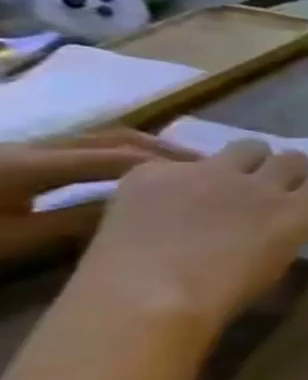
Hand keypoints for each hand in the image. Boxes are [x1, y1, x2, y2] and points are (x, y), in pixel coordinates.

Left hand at [0, 129, 193, 273]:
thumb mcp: (18, 240)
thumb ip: (78, 223)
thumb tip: (143, 213)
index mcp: (32, 164)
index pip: (120, 158)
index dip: (171, 167)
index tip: (215, 181)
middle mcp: (33, 147)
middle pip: (115, 139)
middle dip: (166, 151)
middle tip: (209, 169)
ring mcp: (23, 149)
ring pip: (100, 139)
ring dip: (145, 149)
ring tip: (182, 167)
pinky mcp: (16, 158)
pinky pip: (83, 147)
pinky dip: (119, 153)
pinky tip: (135, 170)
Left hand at [74, 140, 307, 331]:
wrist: (143, 296)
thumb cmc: (221, 297)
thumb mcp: (274, 265)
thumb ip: (284, 233)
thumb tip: (276, 225)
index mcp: (298, 212)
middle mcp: (262, 184)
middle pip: (291, 158)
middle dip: (285, 169)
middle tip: (268, 185)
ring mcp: (209, 173)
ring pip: (246, 147)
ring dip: (245, 161)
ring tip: (225, 180)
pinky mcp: (157, 172)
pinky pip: (176, 165)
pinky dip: (177, 179)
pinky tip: (161, 202)